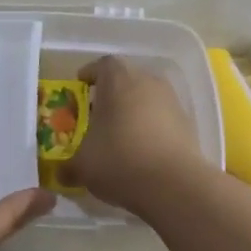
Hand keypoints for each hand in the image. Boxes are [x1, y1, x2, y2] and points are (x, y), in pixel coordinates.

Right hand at [59, 56, 206, 211]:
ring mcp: (172, 102)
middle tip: (96, 116)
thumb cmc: (118, 160)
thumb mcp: (82, 166)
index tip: (80, 88)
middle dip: (111, 96)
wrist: (175, 185)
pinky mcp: (188, 125)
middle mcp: (147, 82)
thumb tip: (62, 173)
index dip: (90, 75)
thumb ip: (69, 166)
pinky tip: (140, 153)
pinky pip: (162, 119)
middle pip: (126, 80)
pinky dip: (150, 130)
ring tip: (118, 137)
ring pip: (146, 100)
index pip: (102, 65)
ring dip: (132, 113)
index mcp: (118, 80)